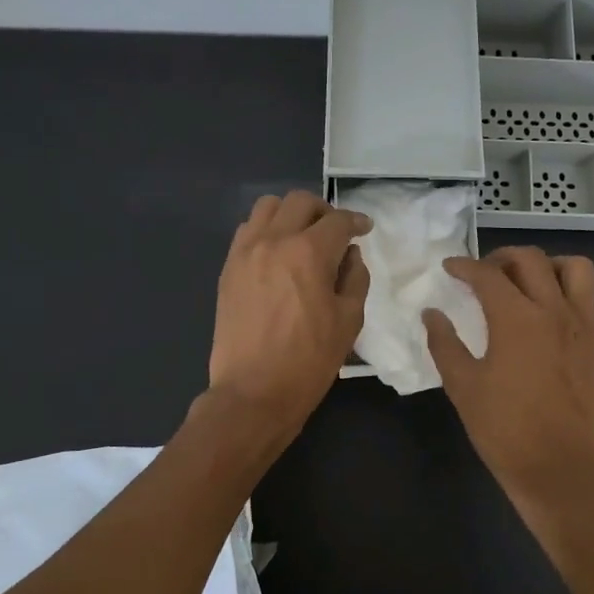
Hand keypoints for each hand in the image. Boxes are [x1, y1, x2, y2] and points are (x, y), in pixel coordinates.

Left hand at [208, 191, 370, 439]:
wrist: (253, 392)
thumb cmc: (309, 360)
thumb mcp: (349, 321)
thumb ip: (355, 278)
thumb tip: (350, 255)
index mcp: (309, 253)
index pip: (338, 221)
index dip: (357, 221)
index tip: (364, 229)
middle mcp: (274, 241)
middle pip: (300, 202)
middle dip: (324, 211)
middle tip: (335, 232)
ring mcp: (245, 252)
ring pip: (268, 207)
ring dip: (291, 214)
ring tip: (302, 237)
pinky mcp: (228, 268)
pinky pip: (247, 231)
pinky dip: (266, 231)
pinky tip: (277, 254)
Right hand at [424, 247, 593, 522]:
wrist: (556, 468)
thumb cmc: (503, 428)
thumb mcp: (462, 385)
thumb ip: (444, 343)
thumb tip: (431, 313)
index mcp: (515, 318)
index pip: (486, 275)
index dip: (464, 266)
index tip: (450, 268)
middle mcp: (554, 310)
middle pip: (531, 260)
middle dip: (503, 257)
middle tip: (486, 273)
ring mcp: (586, 326)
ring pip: (578, 269)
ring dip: (551, 266)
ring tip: (533, 283)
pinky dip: (590, 296)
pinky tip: (570, 311)